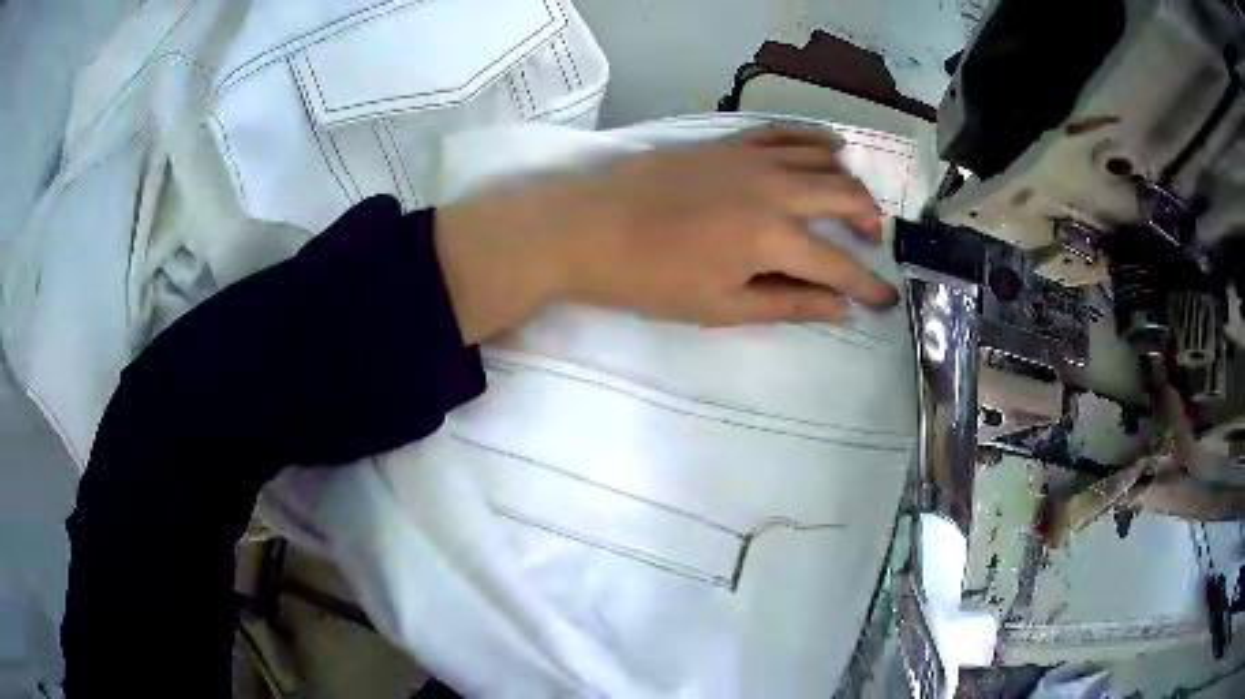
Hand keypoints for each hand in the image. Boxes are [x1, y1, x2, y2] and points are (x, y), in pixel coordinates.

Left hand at [435, 127, 898, 343]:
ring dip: (848, 182)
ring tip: (856, 203)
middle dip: (868, 221)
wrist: (588, 228)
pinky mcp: (728, 143)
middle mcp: (774, 189)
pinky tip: (830, 147)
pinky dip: (814, 139)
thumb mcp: (721, 307)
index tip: (887, 299)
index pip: (838, 265)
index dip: (868, 286)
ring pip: (821, 160)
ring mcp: (751, 158)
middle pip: (843, 196)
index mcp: (772, 237)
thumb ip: (788, 304)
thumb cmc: (650, 279)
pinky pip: (783, 133)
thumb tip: (839, 308)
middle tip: (871, 242)